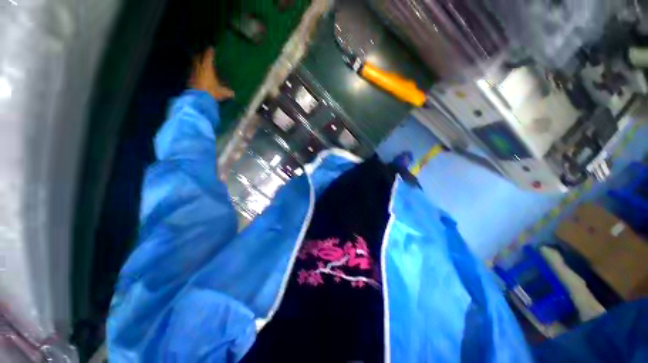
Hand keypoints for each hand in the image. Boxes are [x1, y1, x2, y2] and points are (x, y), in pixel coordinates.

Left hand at [189, 47, 233, 100]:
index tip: (211, 48)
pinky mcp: (189, 80)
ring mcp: (193, 73)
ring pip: (194, 65)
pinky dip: (195, 72)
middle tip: (203, 55)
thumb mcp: (222, 93)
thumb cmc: (211, 92)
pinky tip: (198, 74)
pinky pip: (193, 73)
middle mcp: (198, 68)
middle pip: (197, 58)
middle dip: (200, 56)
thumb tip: (233, 94)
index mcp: (207, 68)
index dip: (210, 52)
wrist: (198, 98)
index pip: (208, 57)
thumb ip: (227, 92)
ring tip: (200, 64)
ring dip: (197, 63)